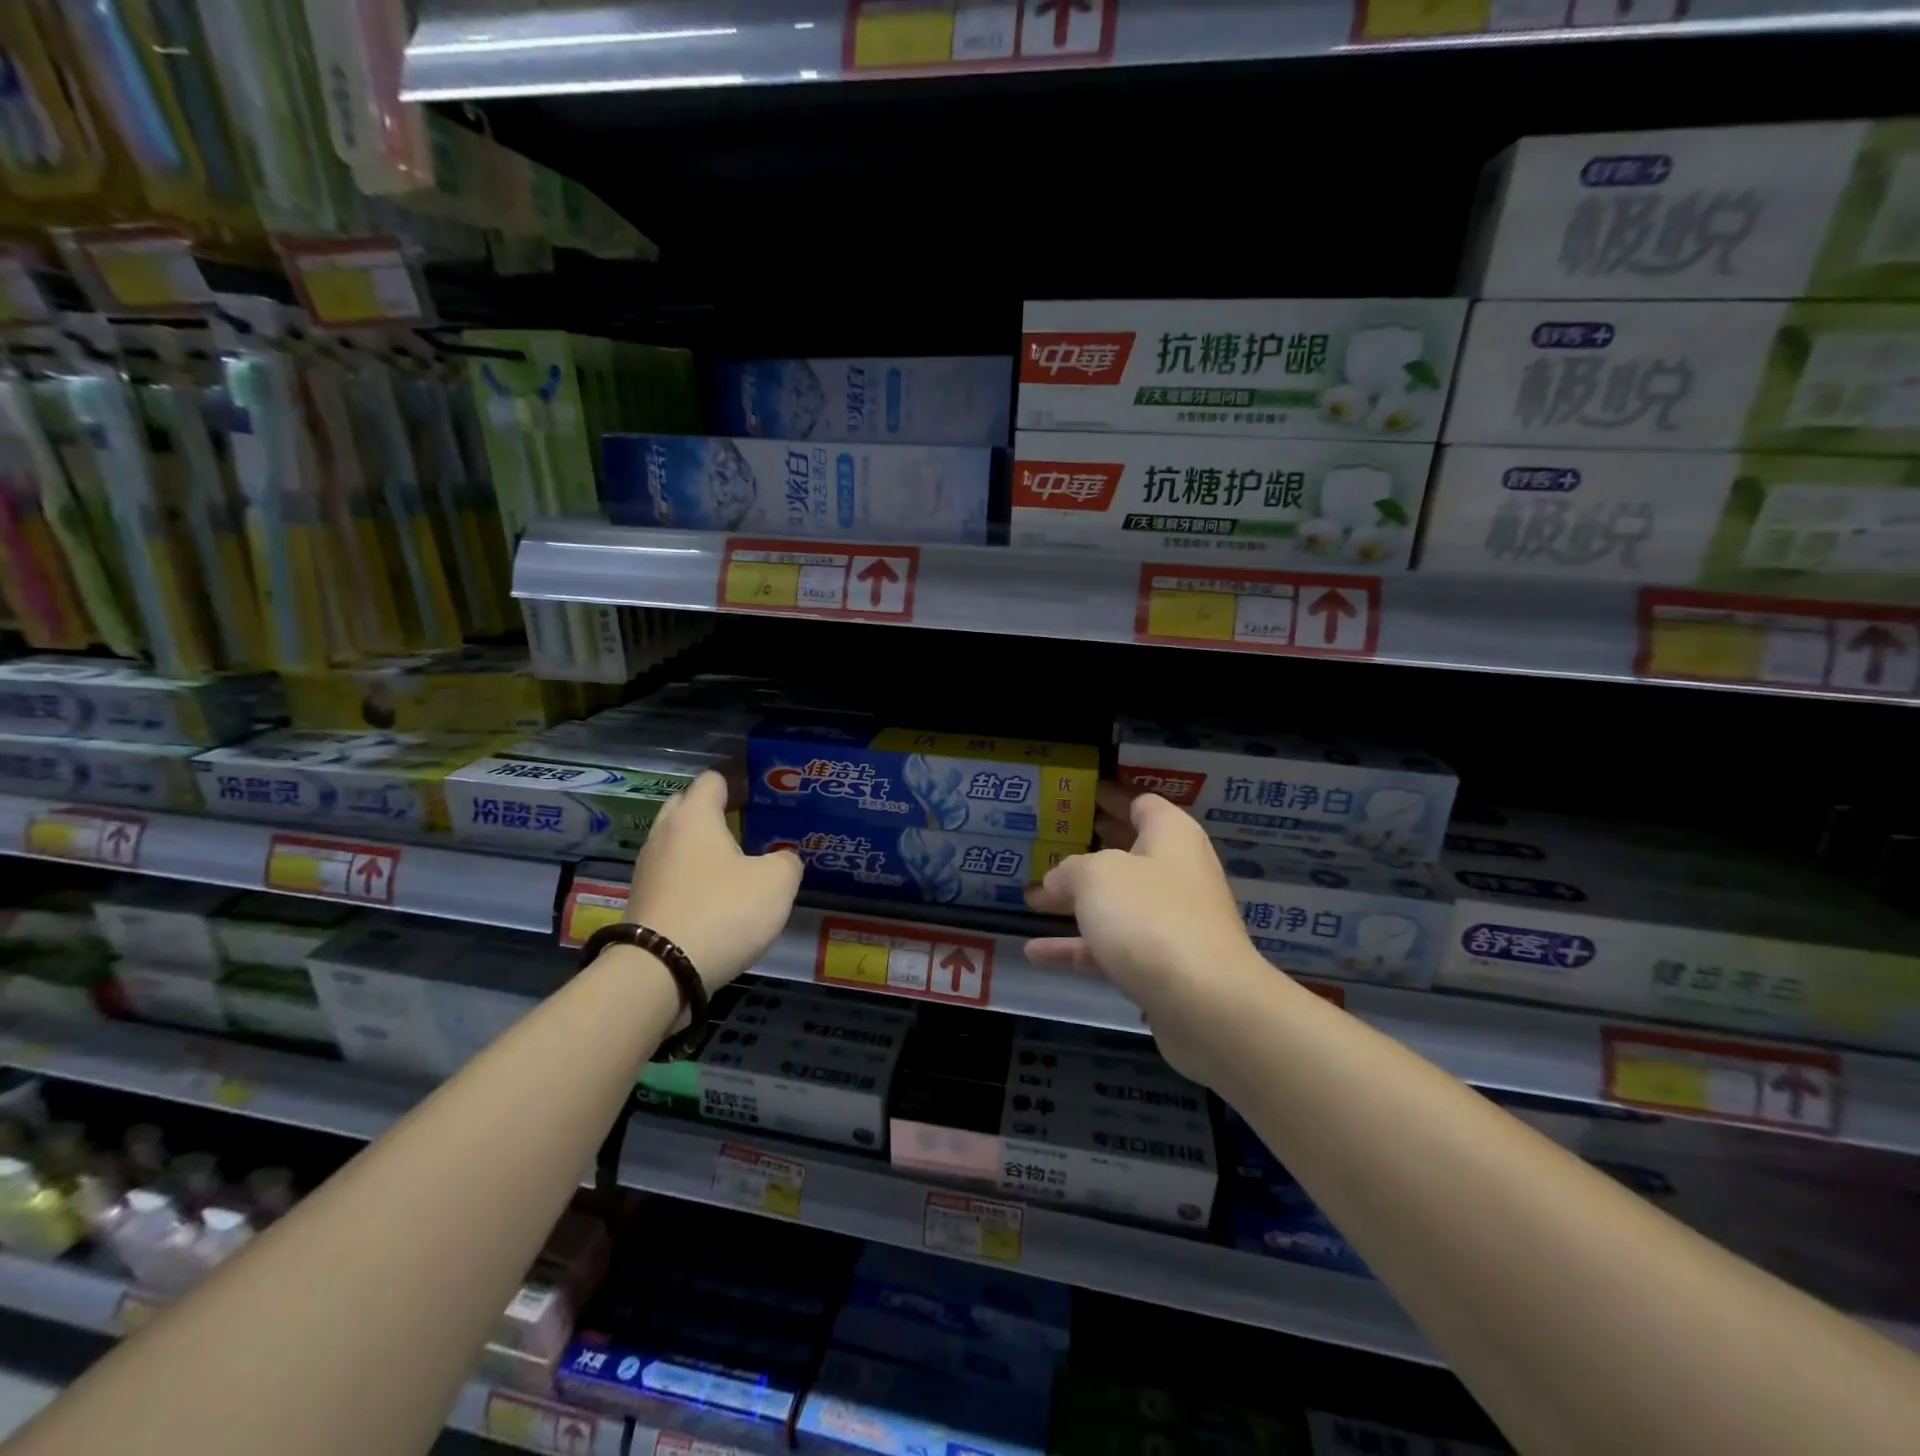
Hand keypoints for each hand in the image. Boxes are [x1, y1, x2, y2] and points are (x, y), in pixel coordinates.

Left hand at [624, 770, 801, 992]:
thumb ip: (787, 860)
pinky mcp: (642, 901)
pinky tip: (714, 895)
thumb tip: (781, 859)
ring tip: (733, 861)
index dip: (738, 781)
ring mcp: (647, 869)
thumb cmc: (722, 912)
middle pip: (687, 806)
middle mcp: (664, 834)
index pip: (713, 779)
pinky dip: (690, 876)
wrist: (659, 973)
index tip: (760, 791)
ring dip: (700, 846)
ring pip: (675, 842)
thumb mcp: (777, 883)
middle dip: (713, 809)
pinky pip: (670, 874)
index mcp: (695, 817)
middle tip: (746, 823)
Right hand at [1026, 786, 1268, 1084]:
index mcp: (1170, 836)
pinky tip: (1036, 951)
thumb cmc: (1150, 917)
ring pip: (1117, 902)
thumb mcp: (1096, 877)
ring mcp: (1170, 921)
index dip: (1109, 796)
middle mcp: (1176, 873)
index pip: (1140, 803)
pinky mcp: (1162, 965)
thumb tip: (1058, 880)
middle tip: (1051, 840)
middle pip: (1128, 851)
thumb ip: (1070, 869)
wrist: (1206, 1003)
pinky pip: (1112, 946)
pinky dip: (1077, 947)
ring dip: (1076, 901)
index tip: (1080, 795)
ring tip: (1032, 898)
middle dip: (1089, 848)